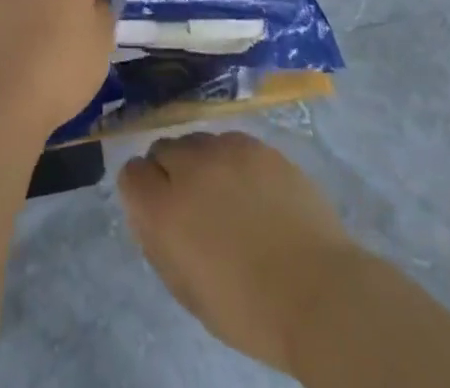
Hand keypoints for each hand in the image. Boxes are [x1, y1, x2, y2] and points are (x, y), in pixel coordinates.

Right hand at [118, 133, 361, 376]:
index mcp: (164, 208)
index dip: (142, 191)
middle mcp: (188, 167)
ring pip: (197, 141)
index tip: (157, 209)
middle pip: (162, 148)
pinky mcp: (257, 144)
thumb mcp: (187, 289)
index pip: (131, 174)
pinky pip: (230, 142)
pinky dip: (232, 159)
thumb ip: (159, 241)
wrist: (317, 291)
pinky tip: (253, 188)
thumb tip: (148, 211)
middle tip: (193, 202)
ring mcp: (225, 149)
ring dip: (200, 162)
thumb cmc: (248, 309)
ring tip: (226, 193)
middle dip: (169, 171)